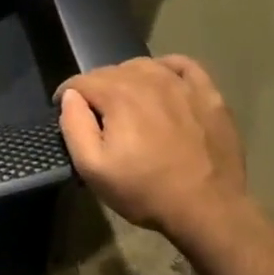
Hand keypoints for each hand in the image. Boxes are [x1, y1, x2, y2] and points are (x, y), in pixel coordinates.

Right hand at [57, 55, 252, 247]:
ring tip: (128, 104)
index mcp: (118, 95)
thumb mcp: (93, 169)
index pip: (81, 81)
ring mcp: (182, 84)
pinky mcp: (209, 94)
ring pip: (143, 66)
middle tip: (98, 117)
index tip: (65, 112)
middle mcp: (148, 79)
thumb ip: (74, 126)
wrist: (209, 209)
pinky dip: (166, 68)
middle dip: (96, 89)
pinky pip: (182, 65)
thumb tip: (70, 96)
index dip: (67, 95)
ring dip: (128, 79)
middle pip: (110, 71)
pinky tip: (163, 84)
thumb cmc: (145, 191)